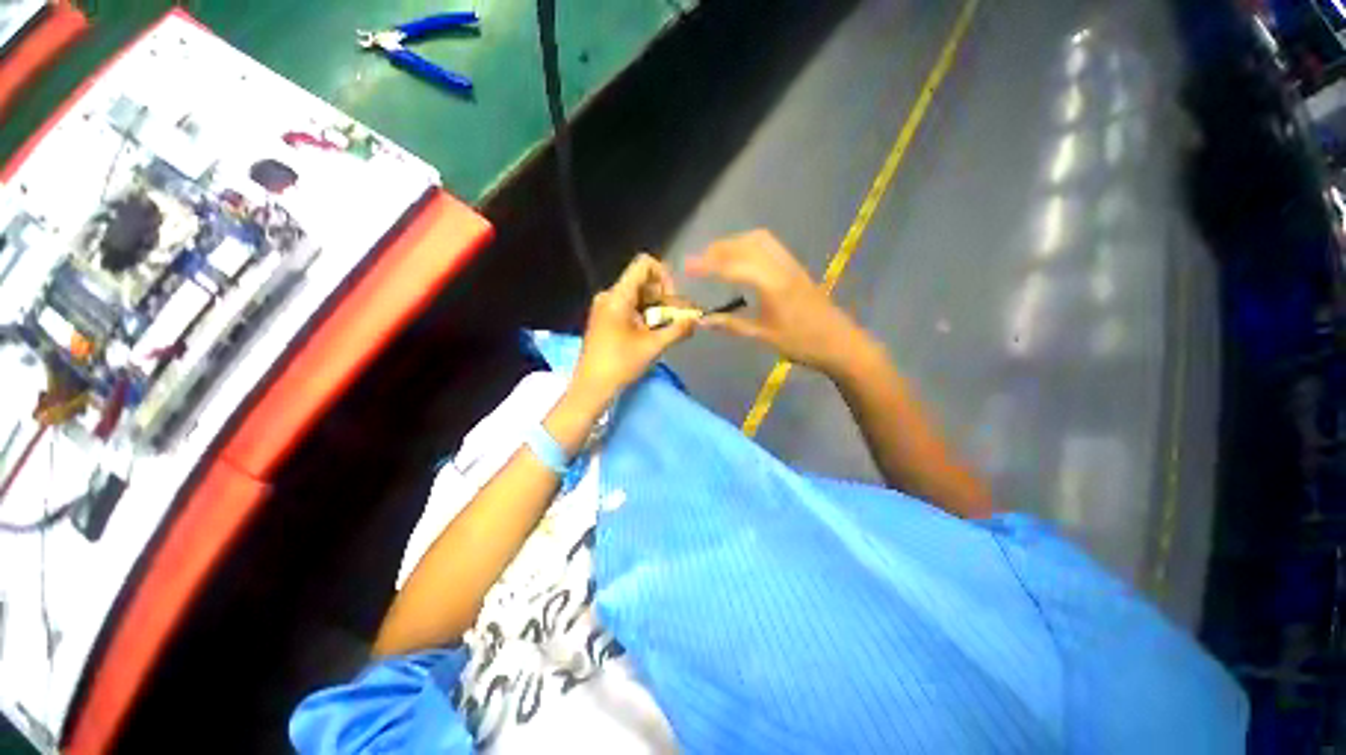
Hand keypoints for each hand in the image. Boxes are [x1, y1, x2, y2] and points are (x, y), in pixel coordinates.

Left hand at [571, 254, 695, 406]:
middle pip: (643, 282)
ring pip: (638, 296)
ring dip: (656, 310)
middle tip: (675, 321)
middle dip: (664, 299)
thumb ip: (678, 329)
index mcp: (618, 296)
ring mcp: (605, 307)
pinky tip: (651, 336)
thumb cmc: (620, 365)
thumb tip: (697, 319)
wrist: (591, 387)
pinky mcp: (605, 318)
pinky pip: (630, 307)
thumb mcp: (653, 346)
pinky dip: (645, 316)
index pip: (644, 264)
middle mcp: (609, 295)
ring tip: (664, 332)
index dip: (664, 277)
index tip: (671, 302)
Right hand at [685, 230, 871, 374]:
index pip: (733, 265)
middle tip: (699, 260)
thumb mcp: (763, 336)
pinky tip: (741, 260)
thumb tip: (703, 321)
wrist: (841, 343)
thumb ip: (731, 325)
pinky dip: (749, 245)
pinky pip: (769, 246)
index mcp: (772, 284)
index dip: (707, 264)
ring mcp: (791, 264)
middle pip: (746, 244)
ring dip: (735, 242)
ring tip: (717, 256)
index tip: (687, 266)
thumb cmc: (802, 343)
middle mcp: (781, 266)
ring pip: (759, 240)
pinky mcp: (796, 268)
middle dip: (719, 248)